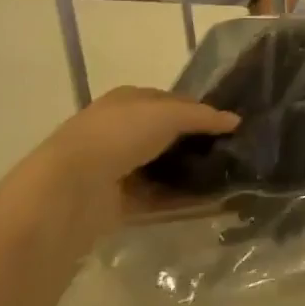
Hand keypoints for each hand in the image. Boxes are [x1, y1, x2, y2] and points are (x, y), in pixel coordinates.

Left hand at [12, 86, 237, 241]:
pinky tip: (209, 205)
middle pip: (166, 136)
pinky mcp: (117, 202)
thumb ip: (203, 116)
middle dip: (195, 144)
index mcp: (127, 100)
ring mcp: (116, 167)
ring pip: (162, 169)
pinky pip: (157, 199)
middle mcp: (120, 130)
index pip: (170, 101)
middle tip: (231, 153)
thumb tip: (235, 120)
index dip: (198, 110)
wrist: (70, 188)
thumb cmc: (119, 135)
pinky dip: (180, 201)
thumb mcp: (168, 114)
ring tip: (225, 180)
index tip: (227, 124)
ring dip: (190, 175)